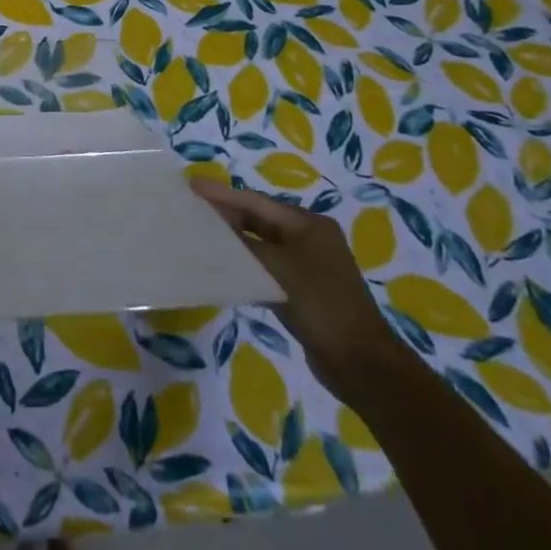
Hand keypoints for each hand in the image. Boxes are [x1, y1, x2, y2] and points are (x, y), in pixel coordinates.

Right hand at [189, 180, 411, 406]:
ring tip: (199, 233)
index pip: (256, 202)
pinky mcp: (302, 289)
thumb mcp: (276, 268)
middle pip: (259, 219)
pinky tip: (222, 266)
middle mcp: (309, 238)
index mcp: (308, 224)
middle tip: (190, 208)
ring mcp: (307, 264)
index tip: (191, 185)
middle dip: (226, 214)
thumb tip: (212, 225)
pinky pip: (266, 266)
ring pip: (261, 243)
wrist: (360, 364)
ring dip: (233, 239)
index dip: (221, 194)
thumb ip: (242, 242)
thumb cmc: (320, 305)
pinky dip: (245, 263)